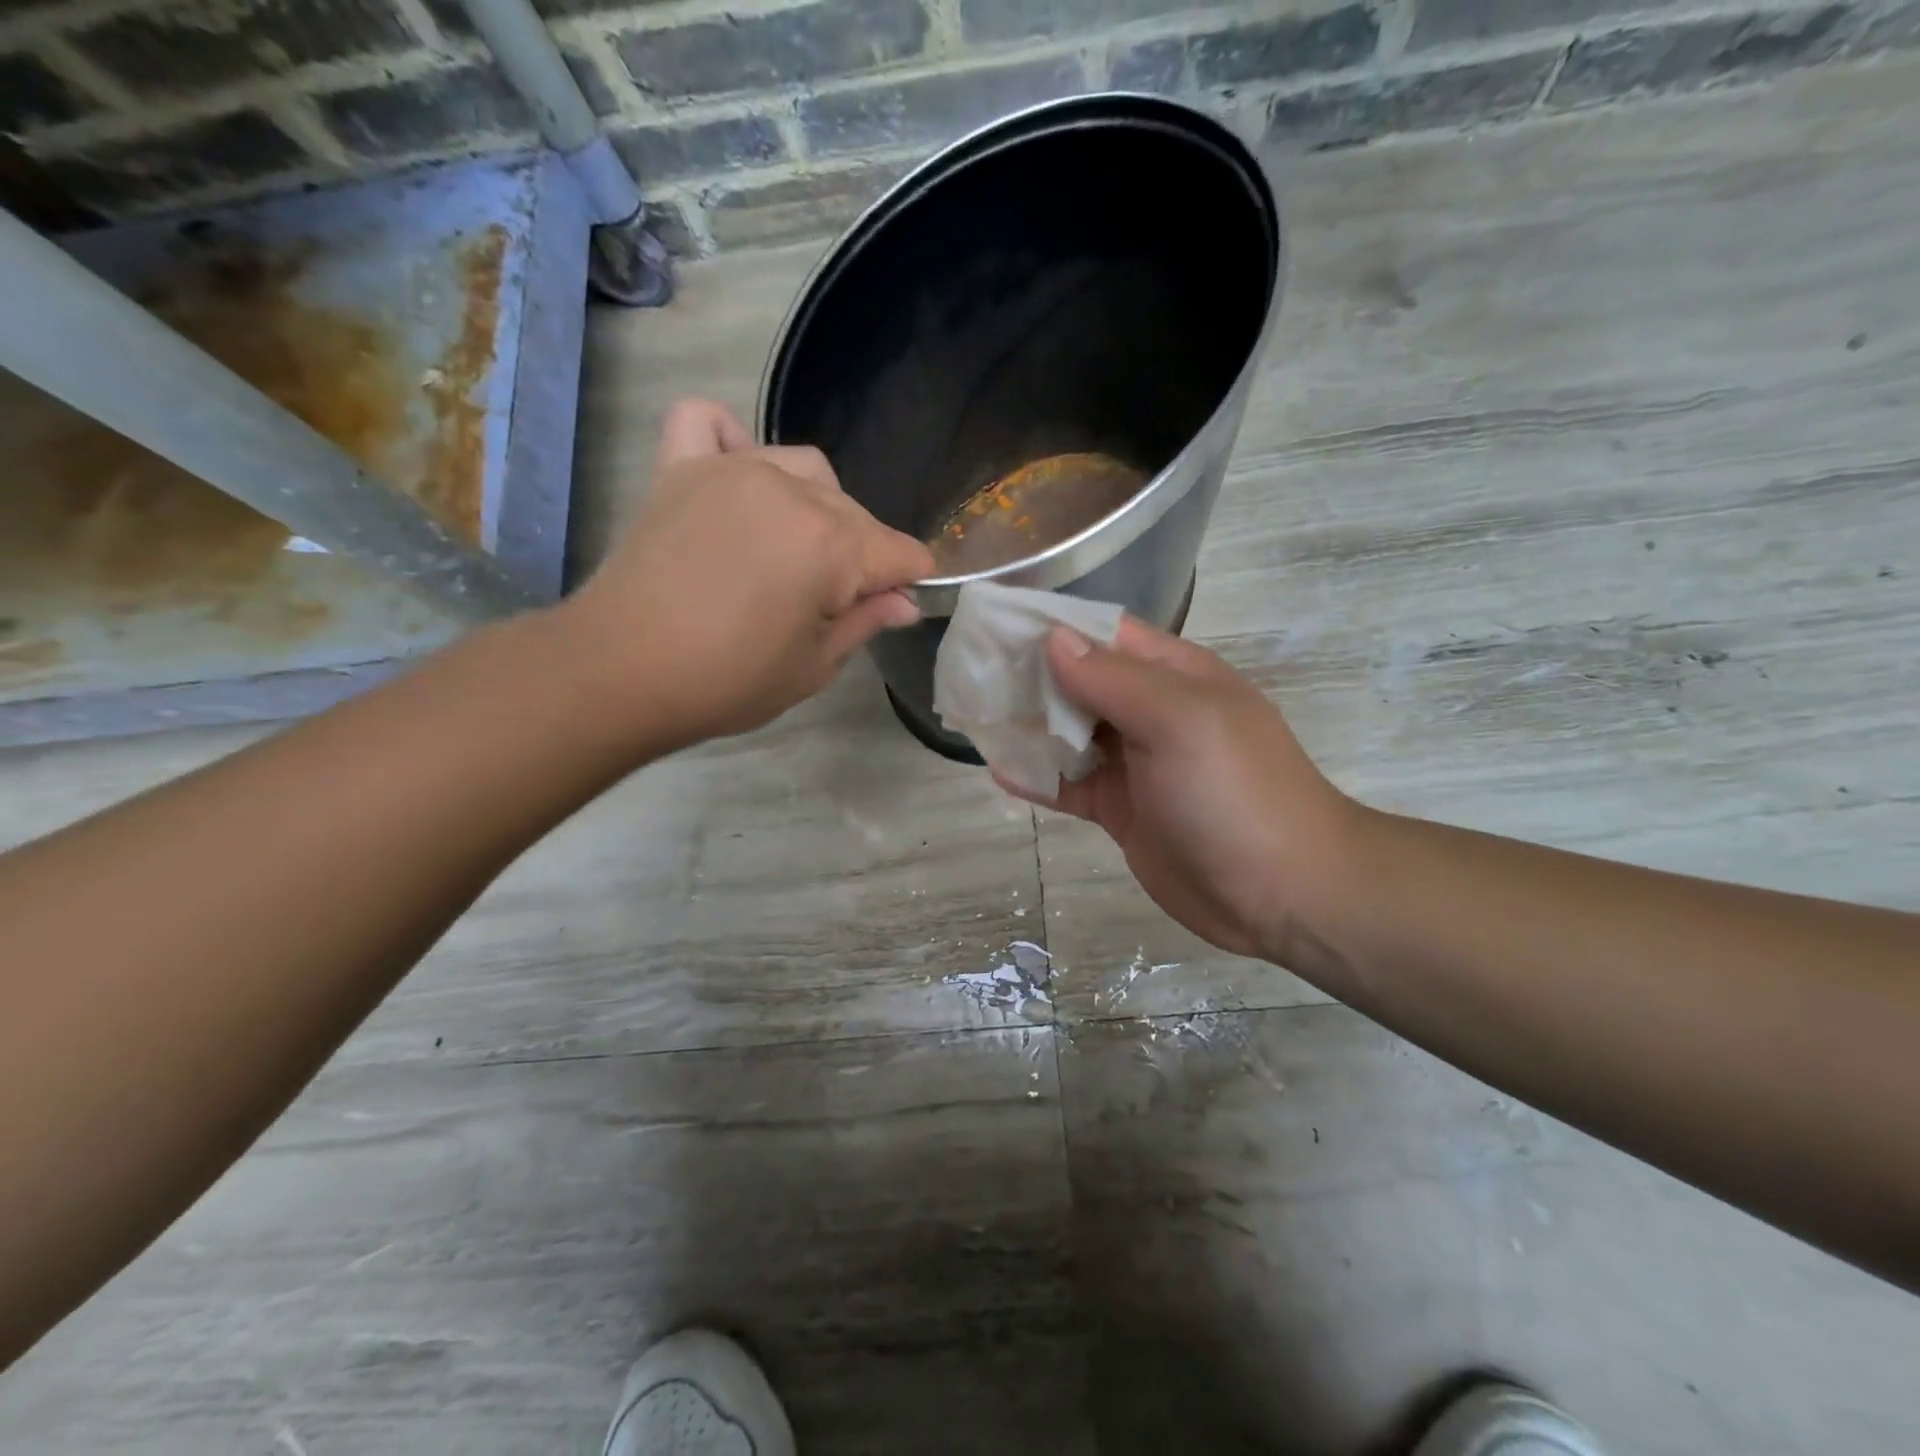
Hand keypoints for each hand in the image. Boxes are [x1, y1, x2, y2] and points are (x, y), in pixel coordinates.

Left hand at [563, 398, 934, 751]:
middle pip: (856, 513)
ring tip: (793, 547)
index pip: (900, 552)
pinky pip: (708, 421)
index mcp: (832, 545)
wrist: (620, 671)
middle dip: (863, 555)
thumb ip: (865, 622)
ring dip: (817, 505)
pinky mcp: (680, 468)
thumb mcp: (813, 666)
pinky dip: (729, 439)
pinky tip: (736, 475)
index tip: (899, 604)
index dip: (908, 581)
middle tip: (836, 602)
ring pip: (805, 468)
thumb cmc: (727, 681)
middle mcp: (792, 492)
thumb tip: (905, 602)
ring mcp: (732, 471)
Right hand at [1000, 617, 1363, 962]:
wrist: (1282, 893)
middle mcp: (1150, 711)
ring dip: (1027, 727)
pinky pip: (1070, 785)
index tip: (992, 625)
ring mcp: (1135, 763)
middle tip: (969, 676)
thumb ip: (1113, 678)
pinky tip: (999, 772)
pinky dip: (1037, 778)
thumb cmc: (1234, 792)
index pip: (1102, 633)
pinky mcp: (1121, 810)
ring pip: (1068, 734)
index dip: (1049, 626)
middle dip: (1028, 677)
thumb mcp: (1179, 720)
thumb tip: (1053, 639)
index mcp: (1172, 675)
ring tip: (972, 718)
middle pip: (1078, 682)